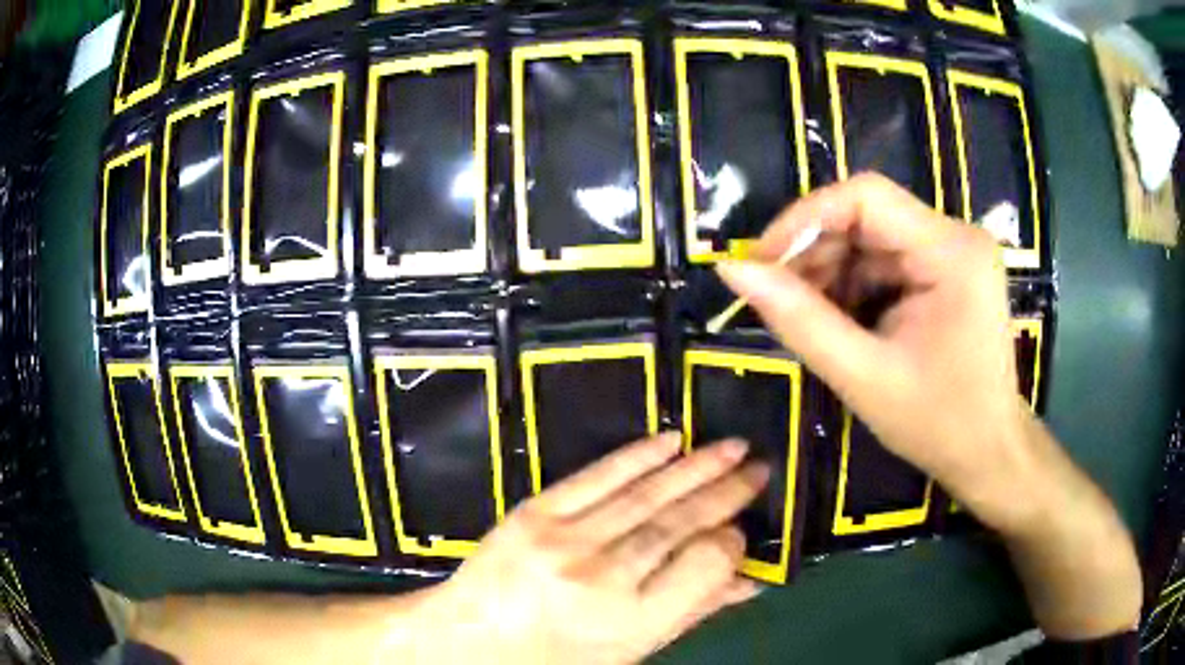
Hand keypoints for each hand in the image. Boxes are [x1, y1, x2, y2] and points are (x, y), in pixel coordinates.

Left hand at [414, 433, 768, 664]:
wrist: (469, 639)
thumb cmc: (555, 659)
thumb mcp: (629, 653)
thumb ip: (690, 614)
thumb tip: (750, 582)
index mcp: (629, 622)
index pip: (704, 566)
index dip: (732, 544)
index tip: (742, 532)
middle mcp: (602, 577)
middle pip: (680, 523)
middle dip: (727, 493)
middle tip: (759, 470)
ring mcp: (565, 540)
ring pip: (646, 495)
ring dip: (696, 467)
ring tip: (733, 448)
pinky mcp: (535, 513)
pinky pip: (596, 477)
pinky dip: (638, 456)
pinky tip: (672, 441)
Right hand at [717, 173, 1022, 528]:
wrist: (988, 451)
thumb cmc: (938, 424)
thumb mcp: (863, 376)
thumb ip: (799, 320)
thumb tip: (732, 271)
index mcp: (951, 253)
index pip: (866, 197)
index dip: (804, 218)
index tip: (761, 262)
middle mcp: (956, 235)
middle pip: (867, 214)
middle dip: (814, 252)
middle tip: (776, 299)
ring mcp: (954, 250)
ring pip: (872, 236)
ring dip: (830, 271)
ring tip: (804, 316)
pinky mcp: (947, 269)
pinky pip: (886, 259)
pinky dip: (853, 284)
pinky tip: (837, 319)